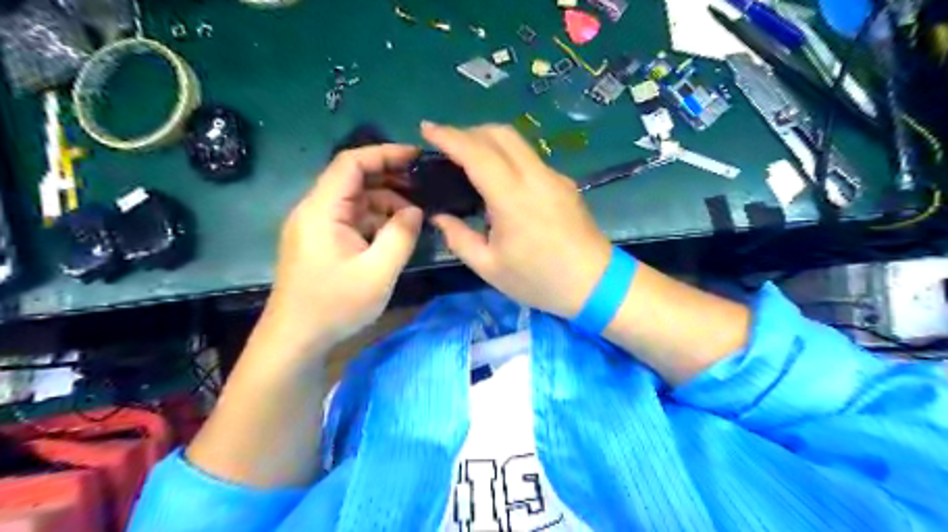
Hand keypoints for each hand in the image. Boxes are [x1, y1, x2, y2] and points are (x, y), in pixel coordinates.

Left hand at [257, 144, 421, 355]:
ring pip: (354, 200)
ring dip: (384, 202)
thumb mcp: (378, 272)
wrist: (295, 339)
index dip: (384, 153)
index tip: (416, 157)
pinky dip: (374, 220)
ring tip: (414, 216)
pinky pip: (350, 219)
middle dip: (389, 178)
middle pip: (352, 179)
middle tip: (423, 186)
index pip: (351, 163)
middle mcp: (314, 210)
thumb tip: (415, 210)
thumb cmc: (335, 305)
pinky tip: (394, 233)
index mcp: (323, 210)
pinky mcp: (320, 242)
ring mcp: (316, 227)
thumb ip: (401, 235)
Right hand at [420, 122, 606, 318]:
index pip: (477, 153)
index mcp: (512, 199)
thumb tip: (439, 217)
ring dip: (488, 140)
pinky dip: (507, 155)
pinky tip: (499, 179)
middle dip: (468, 131)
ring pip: (517, 141)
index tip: (426, 129)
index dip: (449, 137)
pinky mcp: (564, 182)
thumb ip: (459, 238)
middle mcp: (535, 177)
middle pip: (500, 133)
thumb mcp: (490, 267)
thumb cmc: (539, 280)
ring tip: (468, 159)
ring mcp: (553, 176)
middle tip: (446, 146)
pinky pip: (530, 157)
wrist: (595, 284)